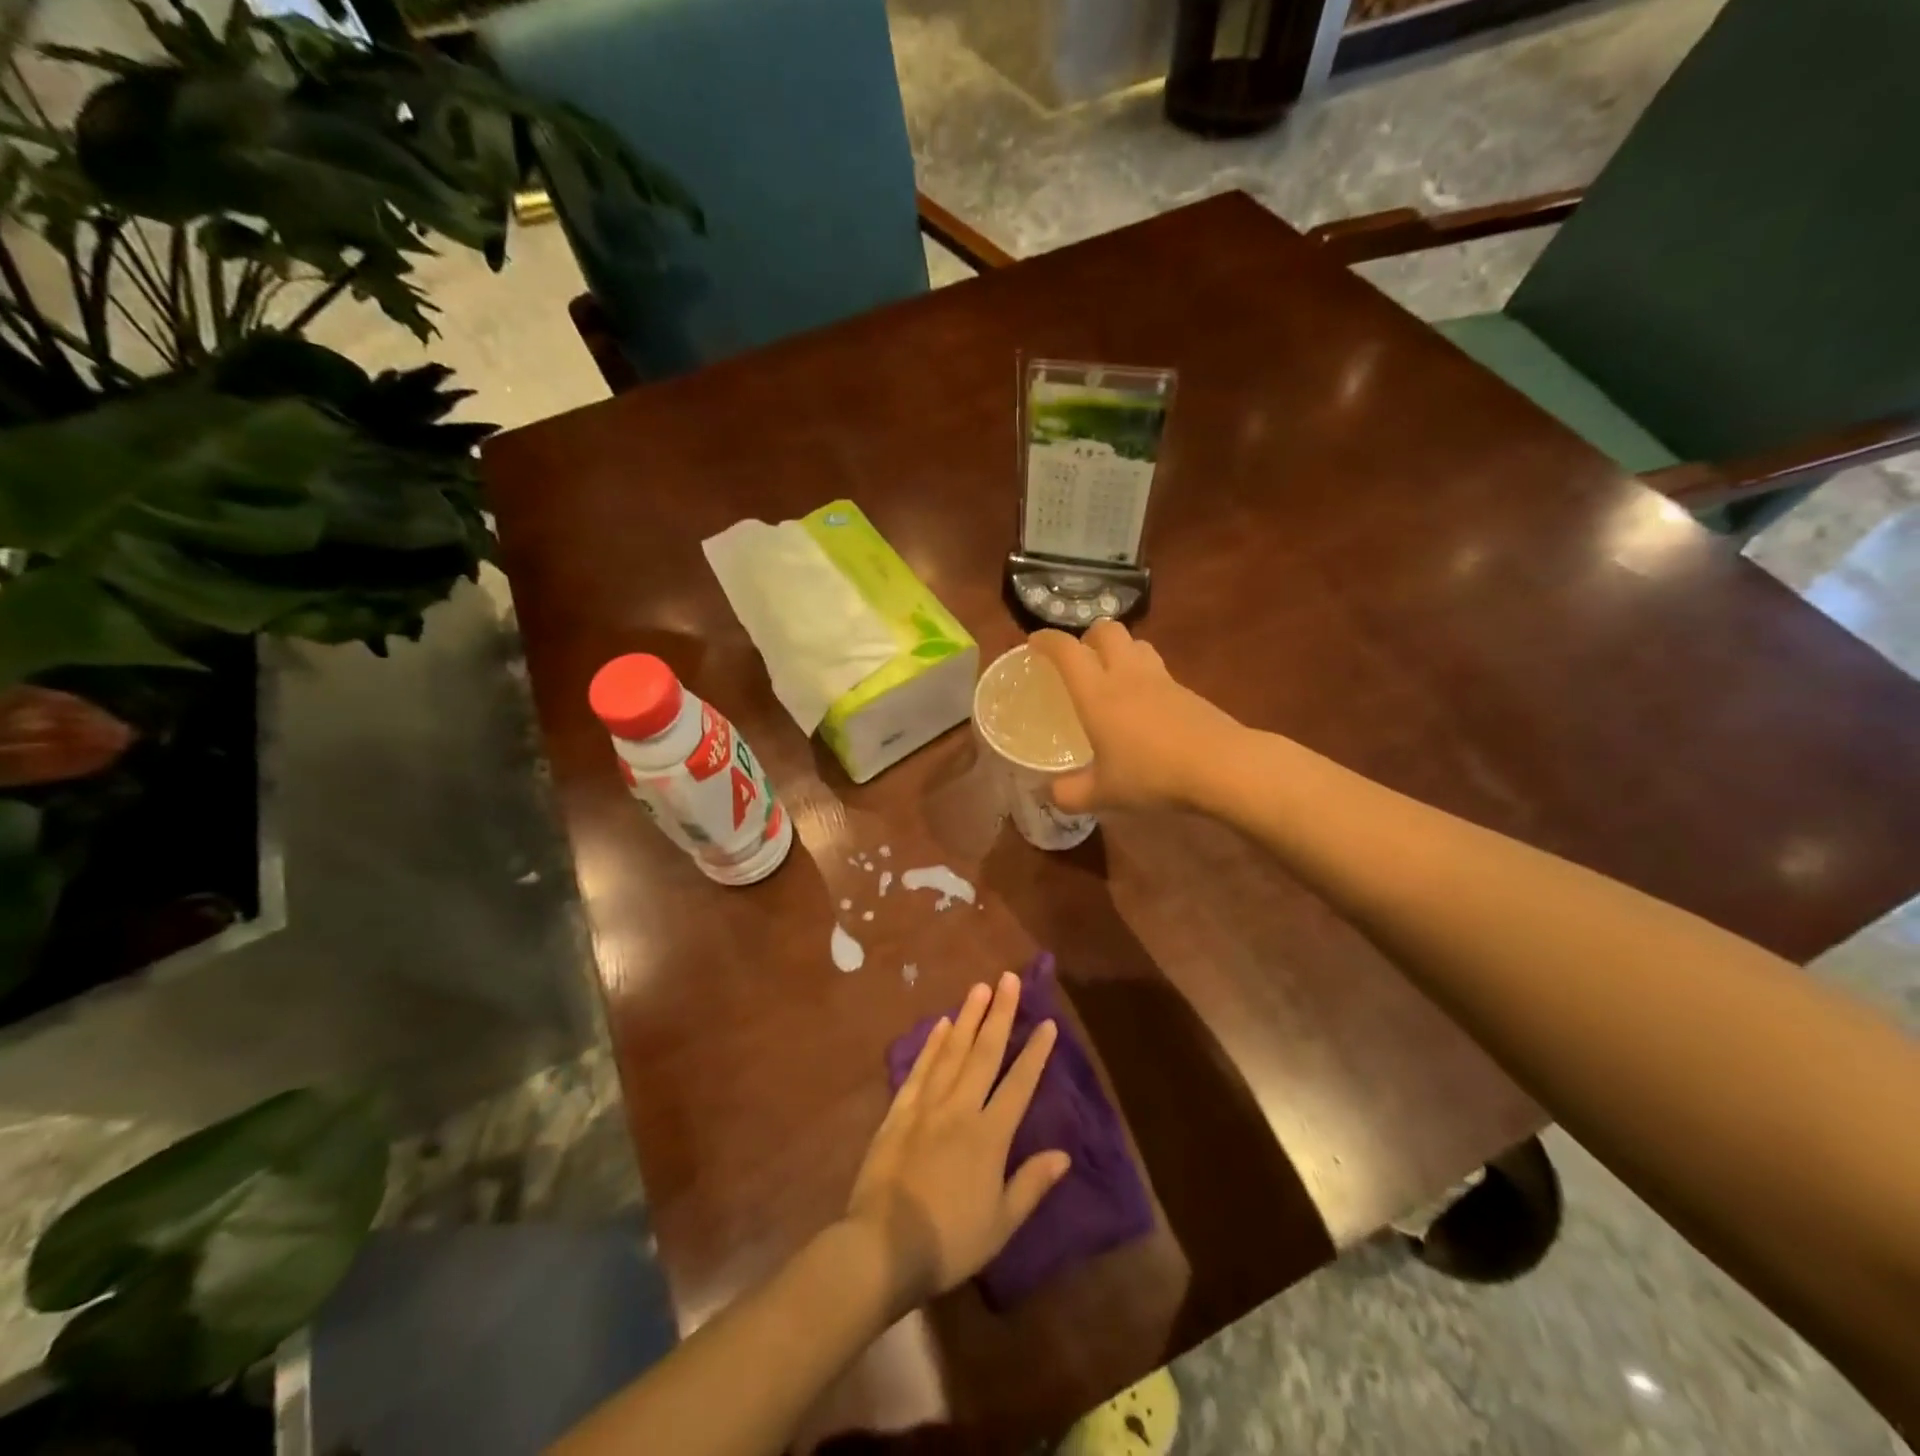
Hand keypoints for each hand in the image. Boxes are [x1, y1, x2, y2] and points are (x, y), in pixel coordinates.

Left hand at [846, 973, 1070, 1311]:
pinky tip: (940, 1024)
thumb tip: (1064, 1155)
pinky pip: (919, 1070)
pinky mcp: (899, 1112)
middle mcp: (960, 1109)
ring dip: (967, 1017)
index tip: (1048, 1023)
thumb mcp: (1001, 1224)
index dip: (1035, 1053)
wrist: (883, 1246)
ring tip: (979, 988)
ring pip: (951, 1051)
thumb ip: (1031, 1184)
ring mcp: (926, 1106)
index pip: (1019, 1084)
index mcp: (990, 1136)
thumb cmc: (949, 1241)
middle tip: (1009, 979)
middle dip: (1000, 1014)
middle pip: (985, 1053)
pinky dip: (931, 1045)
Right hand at [1028, 621, 1242, 812]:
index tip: (1034, 643)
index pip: (1067, 650)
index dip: (1047, 640)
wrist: (1221, 766)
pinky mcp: (1186, 690)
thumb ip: (1070, 794)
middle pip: (1106, 630)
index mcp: (1097, 693)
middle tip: (1079, 658)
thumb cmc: (1152, 774)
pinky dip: (1143, 674)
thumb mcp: (1103, 793)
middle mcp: (1126, 675)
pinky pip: (1158, 669)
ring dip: (1119, 650)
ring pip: (1136, 644)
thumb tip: (1050, 794)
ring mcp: (1161, 679)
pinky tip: (1143, 704)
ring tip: (1111, 675)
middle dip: (1088, 636)